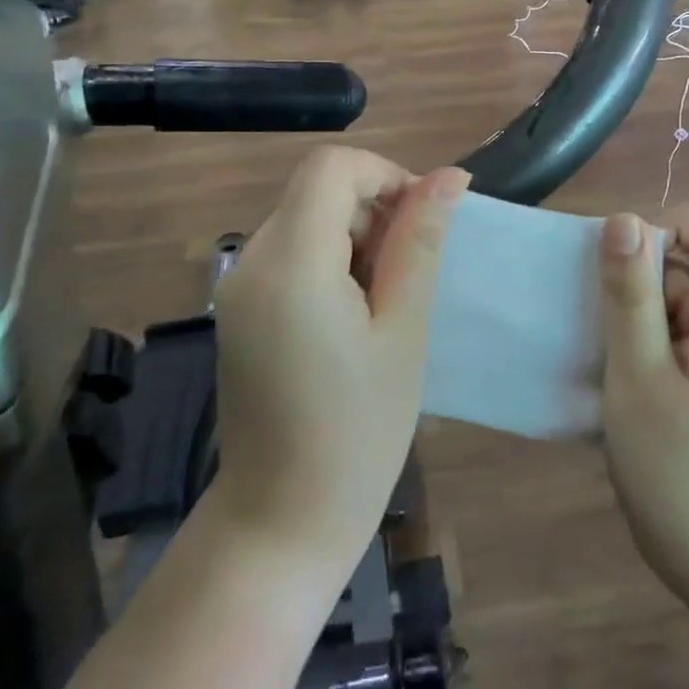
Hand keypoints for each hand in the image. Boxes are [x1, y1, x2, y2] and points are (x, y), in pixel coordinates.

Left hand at [211, 147, 468, 562]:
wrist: (281, 521)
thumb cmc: (358, 433)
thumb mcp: (403, 331)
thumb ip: (420, 243)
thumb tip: (450, 176)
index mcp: (290, 262)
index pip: (332, 166)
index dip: (385, 176)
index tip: (422, 224)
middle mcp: (251, 261)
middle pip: (317, 190)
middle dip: (373, 211)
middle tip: (410, 277)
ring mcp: (237, 286)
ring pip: (305, 218)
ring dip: (354, 237)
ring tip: (385, 304)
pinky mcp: (238, 308)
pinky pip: (289, 253)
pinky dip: (328, 261)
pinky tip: (353, 317)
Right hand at [598, 206, 688, 611]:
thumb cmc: (673, 466)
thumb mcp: (637, 373)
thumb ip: (630, 293)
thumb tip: (622, 220)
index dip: (676, 226)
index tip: (629, 264)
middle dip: (648, 274)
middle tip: (612, 321)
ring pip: (687, 290)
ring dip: (644, 306)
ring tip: (617, 351)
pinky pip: (687, 322)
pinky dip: (652, 331)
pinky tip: (629, 368)